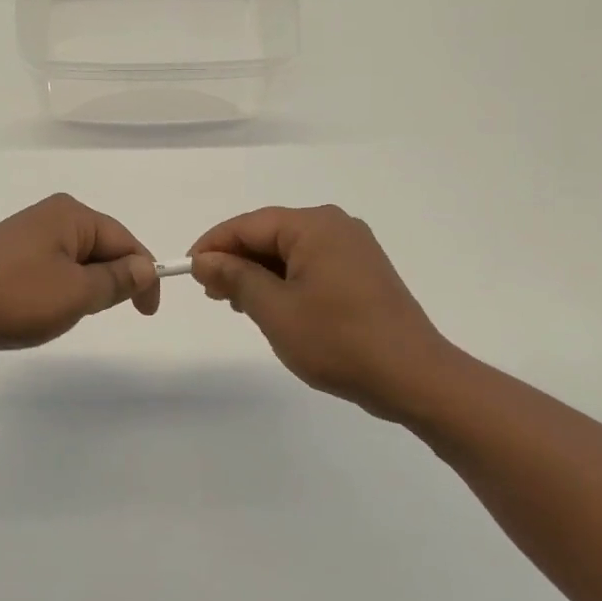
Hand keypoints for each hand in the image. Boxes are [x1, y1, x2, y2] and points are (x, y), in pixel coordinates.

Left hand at [0, 194, 159, 360]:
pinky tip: (40, 313)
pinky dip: (57, 291)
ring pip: (74, 263)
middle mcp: (48, 216)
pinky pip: (48, 271)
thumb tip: (144, 267)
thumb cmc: (14, 298)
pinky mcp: (4, 258)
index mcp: (70, 215)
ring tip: (64, 315)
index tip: (147, 313)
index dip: (143, 275)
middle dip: (110, 281)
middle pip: (100, 248)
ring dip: (82, 289)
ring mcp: (22, 236)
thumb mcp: (76, 293)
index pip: (125, 240)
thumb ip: (116, 280)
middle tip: (99, 314)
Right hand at [190, 205, 453, 417]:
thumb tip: (204, 260)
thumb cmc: (338, 340)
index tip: (188, 271)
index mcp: (314, 226)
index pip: (248, 224)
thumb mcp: (274, 309)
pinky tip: (273, 306)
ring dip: (259, 273)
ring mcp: (354, 249)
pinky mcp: (363, 272)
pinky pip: (312, 265)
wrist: (413, 376)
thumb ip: (235, 277)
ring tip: (237, 304)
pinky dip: (285, 280)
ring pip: (290, 251)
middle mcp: (336, 226)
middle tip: (211, 293)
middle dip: (236, 260)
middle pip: (270, 234)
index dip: (213, 245)